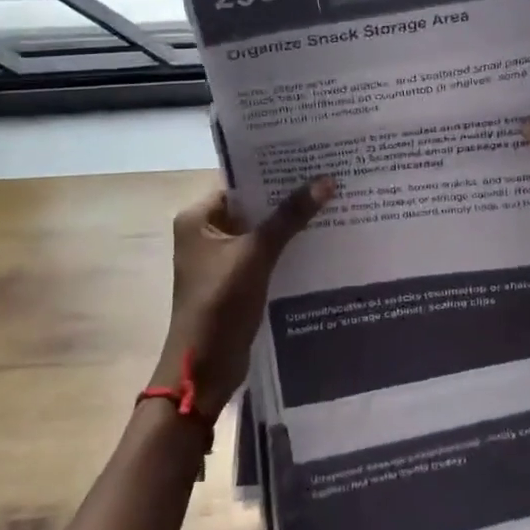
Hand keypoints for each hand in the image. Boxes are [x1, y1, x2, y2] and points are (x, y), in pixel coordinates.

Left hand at [152, 178, 333, 418]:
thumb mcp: (257, 254)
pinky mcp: (235, 281)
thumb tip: (326, 180)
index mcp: (198, 218)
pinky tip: (319, 240)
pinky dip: (286, 248)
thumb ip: (290, 217)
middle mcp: (206, 232)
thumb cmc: (221, 303)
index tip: (310, 159)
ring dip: (289, 223)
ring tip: (331, 203)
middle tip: (328, 177)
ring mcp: (220, 259)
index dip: (273, 171)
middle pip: (252, 206)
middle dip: (287, 197)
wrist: (204, 370)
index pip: (239, 182)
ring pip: (260, 231)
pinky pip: (264, 254)